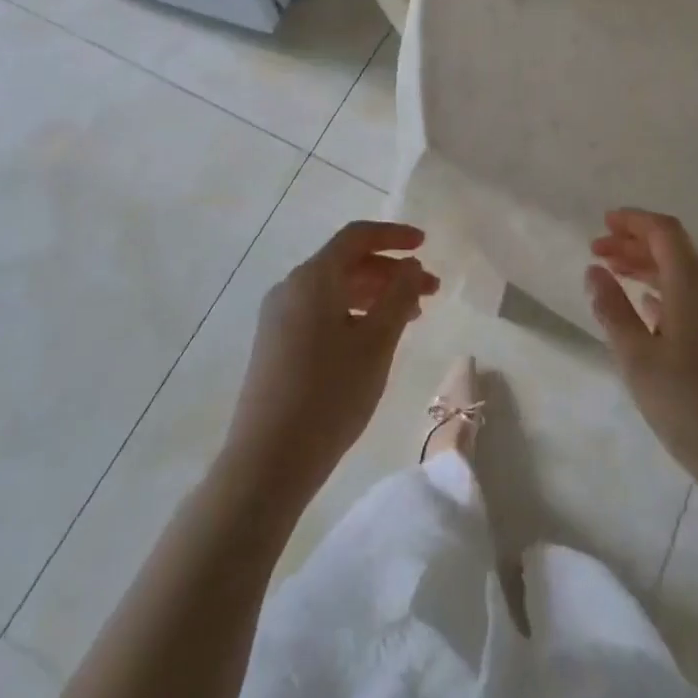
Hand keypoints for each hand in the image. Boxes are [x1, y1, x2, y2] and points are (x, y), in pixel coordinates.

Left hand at [225, 221, 438, 501]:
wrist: (267, 461)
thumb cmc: (329, 394)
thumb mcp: (376, 342)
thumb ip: (399, 296)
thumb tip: (411, 266)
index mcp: (313, 278)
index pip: (357, 237)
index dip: (394, 236)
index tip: (425, 245)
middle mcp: (291, 288)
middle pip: (347, 263)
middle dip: (391, 271)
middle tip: (430, 291)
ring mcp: (278, 317)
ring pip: (335, 289)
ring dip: (375, 294)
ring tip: (411, 317)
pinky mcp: (276, 344)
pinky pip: (321, 311)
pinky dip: (353, 313)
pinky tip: (374, 338)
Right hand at [587, 209, 697, 488]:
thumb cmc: (689, 404)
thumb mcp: (638, 357)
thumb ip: (613, 310)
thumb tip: (595, 272)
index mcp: (694, 285)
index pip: (665, 232)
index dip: (633, 221)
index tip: (603, 223)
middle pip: (673, 249)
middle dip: (634, 243)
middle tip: (597, 249)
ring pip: (682, 273)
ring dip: (646, 266)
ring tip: (612, 273)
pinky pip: (690, 296)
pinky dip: (662, 290)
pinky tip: (645, 306)